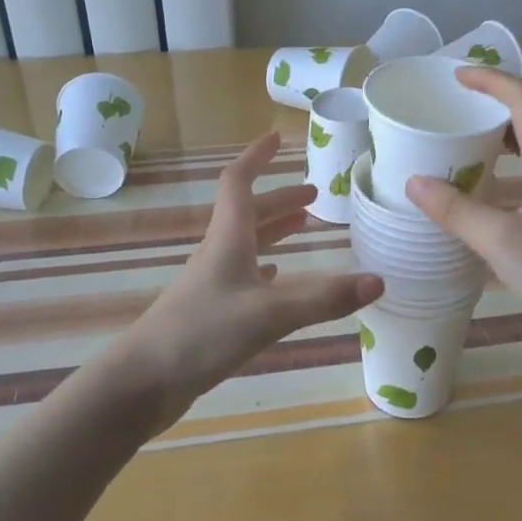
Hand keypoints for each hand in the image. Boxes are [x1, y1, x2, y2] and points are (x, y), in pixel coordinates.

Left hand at [128, 133, 382, 427]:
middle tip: (314, 196)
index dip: (256, 157)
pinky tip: (277, 277)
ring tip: (304, 226)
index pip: (239, 182)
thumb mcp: (270, 314)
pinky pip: (242, 275)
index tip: (277, 139)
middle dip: (280, 199)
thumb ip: (324, 299)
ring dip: (274, 230)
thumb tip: (378, 280)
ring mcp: (212, 283)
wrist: (143, 382)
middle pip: (249, 213)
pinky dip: (265, 266)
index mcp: (228, 239)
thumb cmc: (202, 334)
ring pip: (247, 243)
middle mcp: (219, 253)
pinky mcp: (209, 311)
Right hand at [406, 68, 521, 362]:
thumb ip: (456, 211)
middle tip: (453, 110)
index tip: (456, 77)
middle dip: (493, 104)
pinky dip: (507, 169)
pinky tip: (485, 194)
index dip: (491, 79)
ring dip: (499, 137)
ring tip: (462, 145)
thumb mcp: (502, 243)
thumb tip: (415, 181)